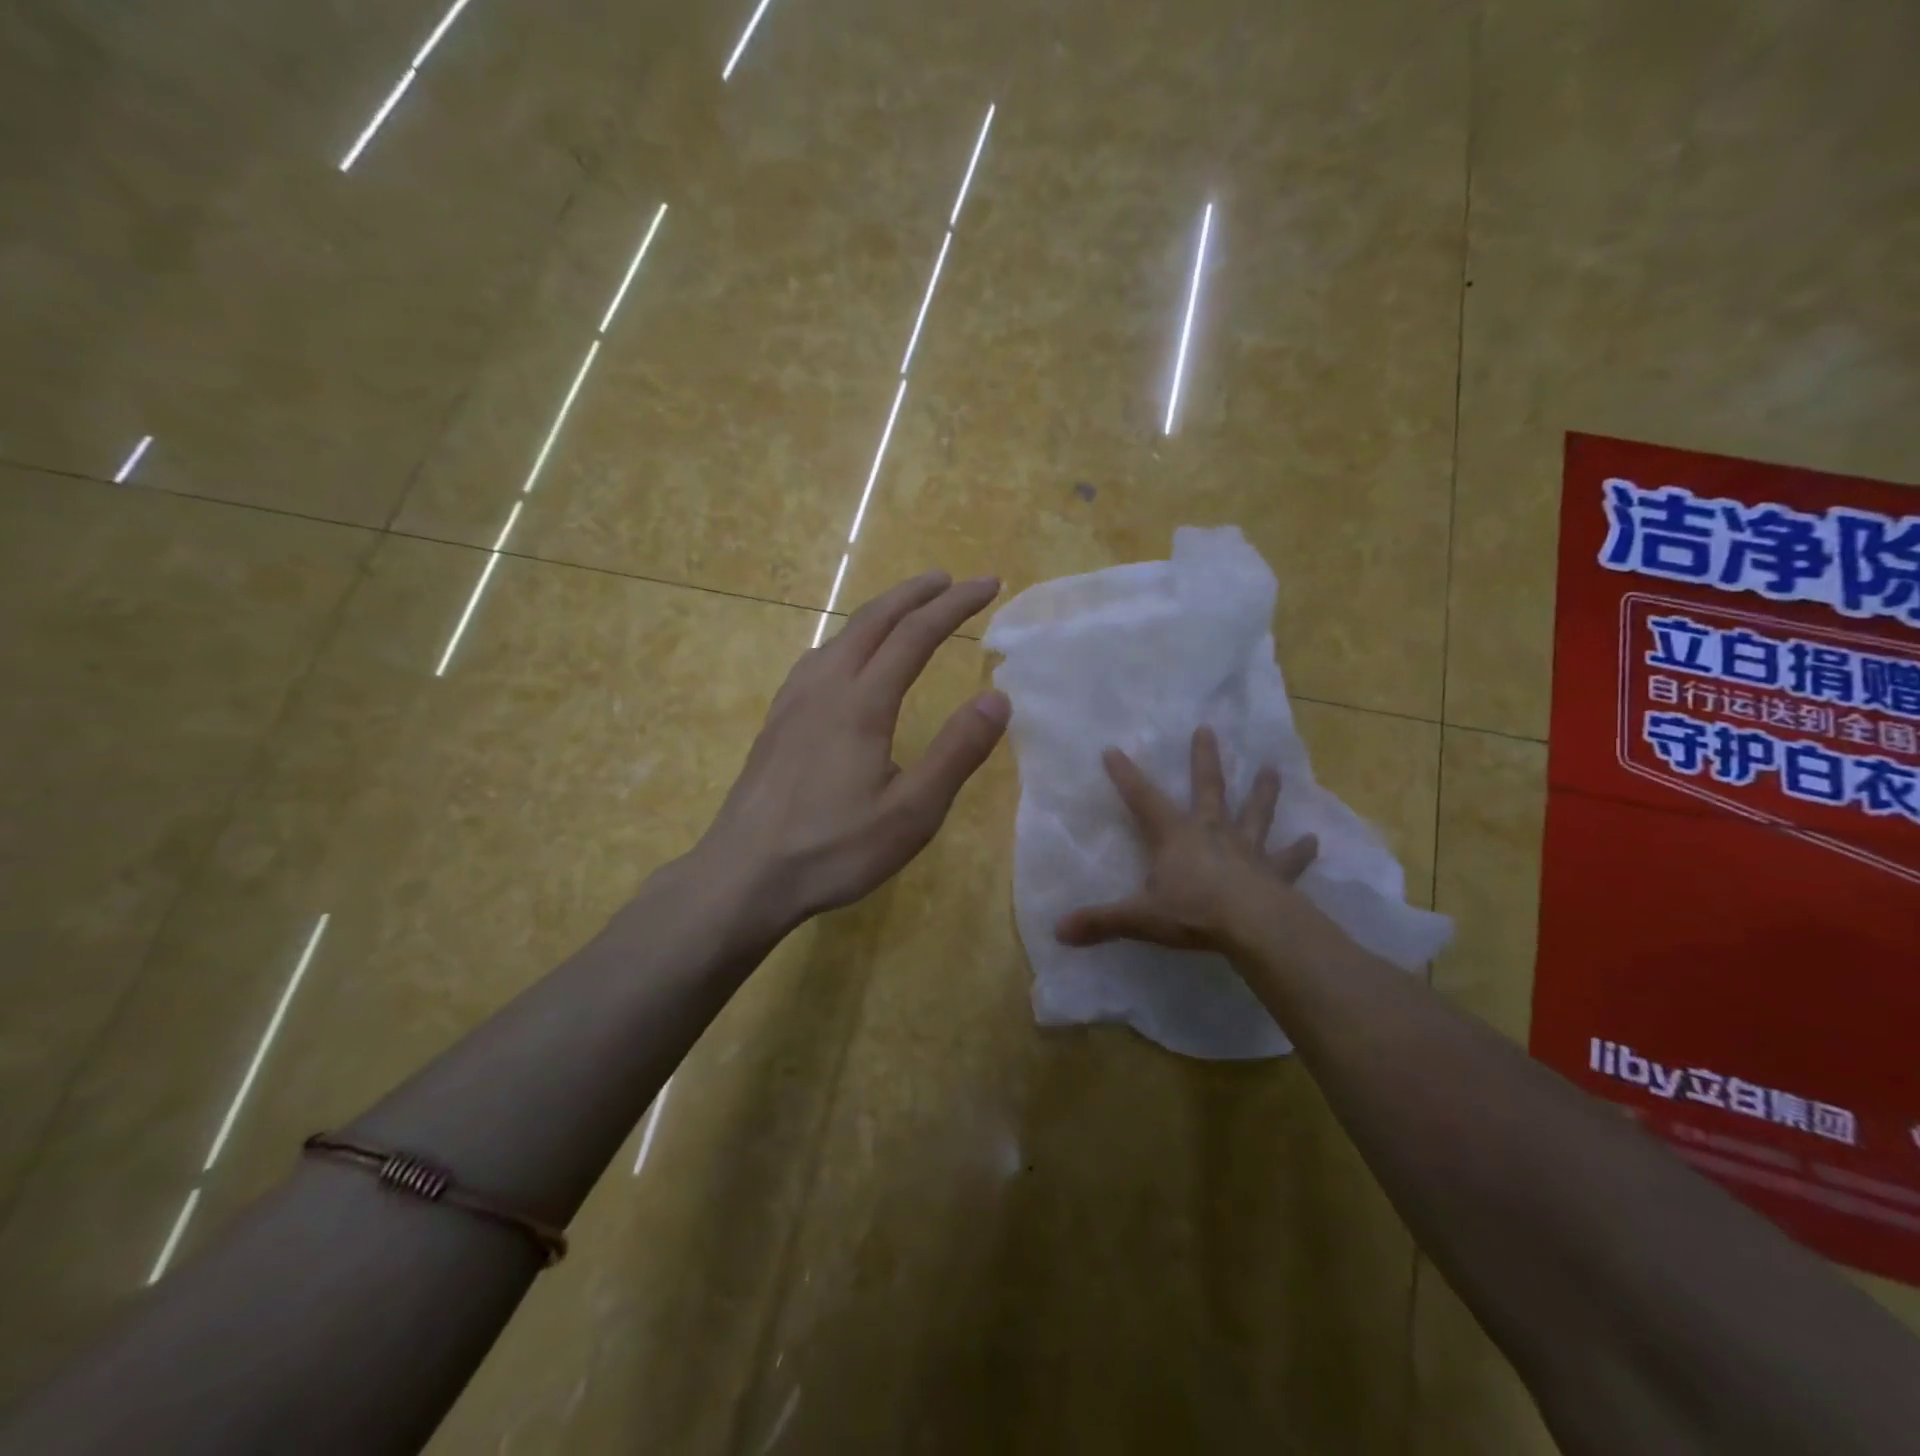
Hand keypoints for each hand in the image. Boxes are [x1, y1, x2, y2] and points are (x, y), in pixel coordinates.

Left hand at [698, 571, 1009, 932]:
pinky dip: (847, 639)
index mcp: (862, 702)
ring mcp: (793, 701)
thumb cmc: (833, 849)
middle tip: (949, 580)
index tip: (987, 584)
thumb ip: (956, 753)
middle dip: (915, 594)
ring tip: (904, 610)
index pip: (916, 634)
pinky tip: (844, 659)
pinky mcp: (776, 721)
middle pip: (874, 620)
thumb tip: (998, 698)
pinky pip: (817, 658)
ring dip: (879, 613)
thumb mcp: (912, 813)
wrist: (743, 874)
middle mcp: (825, 686)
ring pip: (840, 635)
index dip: (955, 605)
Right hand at [1054, 725, 1317, 953]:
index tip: (1112, 750)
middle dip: (1204, 760)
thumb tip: (1058, 931)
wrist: (1254, 927)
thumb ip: (1100, 922)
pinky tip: (1314, 840)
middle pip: (1207, 789)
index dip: (1126, 776)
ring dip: (1263, 792)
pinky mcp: (1275, 873)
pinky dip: (1300, 851)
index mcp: (1174, 837)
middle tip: (1208, 729)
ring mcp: (1246, 850)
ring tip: (1272, 768)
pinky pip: (1289, 860)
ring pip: (1254, 813)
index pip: (1142, 800)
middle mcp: (1211, 833)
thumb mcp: (1139, 918)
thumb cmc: (1193, 913)